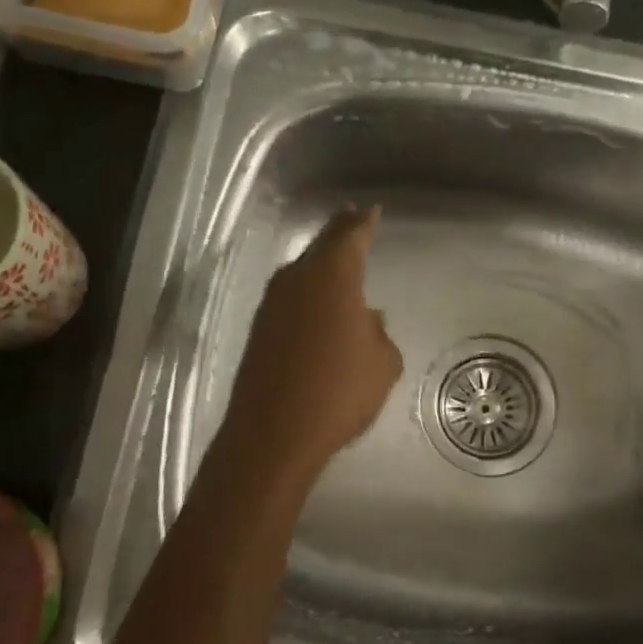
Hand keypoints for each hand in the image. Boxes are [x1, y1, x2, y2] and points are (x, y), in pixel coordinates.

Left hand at [220, 206, 403, 479]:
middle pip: (321, 245)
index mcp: (333, 275)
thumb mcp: (383, 362)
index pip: (351, 235)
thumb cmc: (339, 391)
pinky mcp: (260, 329)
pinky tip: (320, 306)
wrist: (273, 433)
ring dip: (321, 263)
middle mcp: (298, 278)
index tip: (370, 210)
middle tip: (354, 219)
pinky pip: (291, 296)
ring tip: (340, 261)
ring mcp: (273, 303)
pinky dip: (308, 292)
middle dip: (339, 232)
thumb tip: (365, 319)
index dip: (363, 222)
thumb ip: (378, 332)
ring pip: (303, 270)